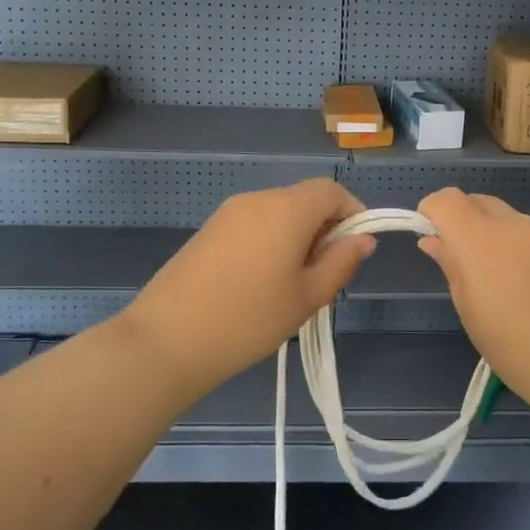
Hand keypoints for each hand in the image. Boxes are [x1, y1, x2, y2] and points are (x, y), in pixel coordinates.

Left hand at [123, 178, 374, 391]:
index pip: (331, 190)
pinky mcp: (208, 229)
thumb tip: (363, 239)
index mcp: (287, 208)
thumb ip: (341, 263)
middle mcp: (258, 199)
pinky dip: (269, 241)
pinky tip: (259, 283)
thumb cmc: (248, 319)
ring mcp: (229, 212)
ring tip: (291, 285)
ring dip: (296, 236)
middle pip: (304, 199)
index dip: (352, 212)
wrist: (166, 340)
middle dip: (324, 228)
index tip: (355, 249)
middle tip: (324, 275)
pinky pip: (253, 223)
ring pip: (278, 212)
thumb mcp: (307, 297)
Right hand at [417, 188, 529, 406]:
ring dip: (496, 238)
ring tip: (506, 288)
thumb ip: (452, 268)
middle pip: (480, 202)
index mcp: (482, 241)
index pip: (447, 199)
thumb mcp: (473, 316)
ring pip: (511, 221)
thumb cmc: (523, 353)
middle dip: (463, 220)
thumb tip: (435, 240)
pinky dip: (525, 252)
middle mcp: (517, 225)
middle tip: (463, 263)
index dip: (432, 211)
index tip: (430, 236)